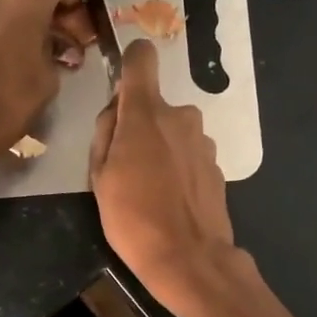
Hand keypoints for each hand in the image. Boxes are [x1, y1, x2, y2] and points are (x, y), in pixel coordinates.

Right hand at [89, 39, 235, 303]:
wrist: (188, 258)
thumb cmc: (133, 218)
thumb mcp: (99, 177)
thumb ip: (106, 133)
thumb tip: (117, 111)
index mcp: (147, 114)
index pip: (142, 59)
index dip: (131, 64)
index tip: (122, 86)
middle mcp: (181, 117)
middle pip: (155, 106)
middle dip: (140, 126)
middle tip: (125, 166)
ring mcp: (203, 142)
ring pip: (173, 132)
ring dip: (161, 149)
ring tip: (149, 189)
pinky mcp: (216, 166)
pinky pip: (189, 155)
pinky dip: (178, 168)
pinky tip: (170, 200)